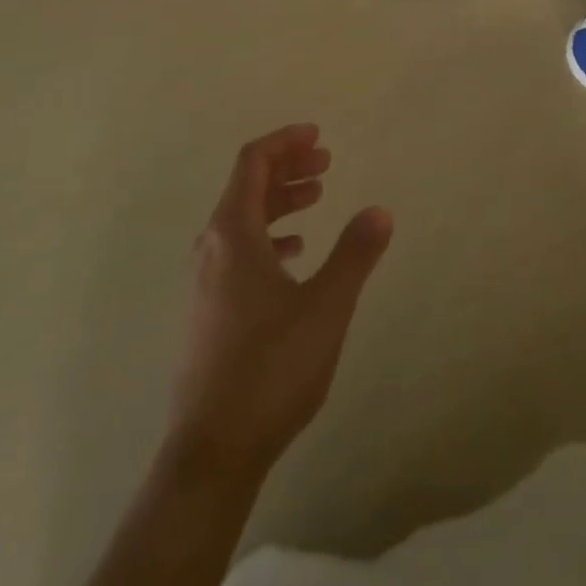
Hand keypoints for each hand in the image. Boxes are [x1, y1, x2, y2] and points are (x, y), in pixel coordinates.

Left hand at [165, 124, 392, 478]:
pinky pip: (239, 250)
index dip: (285, 141)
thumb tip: (380, 210)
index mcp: (233, 232)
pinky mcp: (209, 309)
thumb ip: (354, 254)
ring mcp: (206, 280)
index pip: (253, 162)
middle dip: (287, 167)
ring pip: (243, 219)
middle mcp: (212, 246)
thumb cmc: (271, 368)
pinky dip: (269, 235)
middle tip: (326, 162)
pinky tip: (294, 253)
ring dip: (280, 201)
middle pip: (247, 186)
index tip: (318, 135)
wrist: (212, 450)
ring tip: (317, 198)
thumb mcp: (326, 306)